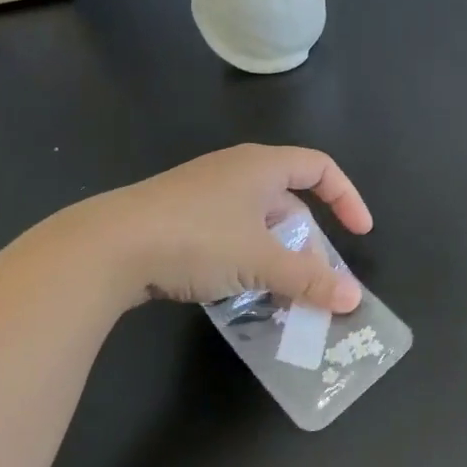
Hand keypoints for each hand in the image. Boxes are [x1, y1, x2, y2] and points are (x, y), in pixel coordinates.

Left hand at [89, 144, 372, 311]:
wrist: (107, 247)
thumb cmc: (197, 238)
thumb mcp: (261, 261)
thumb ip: (310, 279)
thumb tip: (352, 300)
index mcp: (262, 166)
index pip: (321, 168)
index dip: (347, 198)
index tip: (359, 234)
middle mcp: (235, 171)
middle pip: (290, 202)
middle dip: (309, 244)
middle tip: (315, 282)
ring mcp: (203, 193)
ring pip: (258, 223)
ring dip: (277, 257)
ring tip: (281, 294)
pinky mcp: (179, 216)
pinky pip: (229, 234)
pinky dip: (246, 259)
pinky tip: (239, 291)